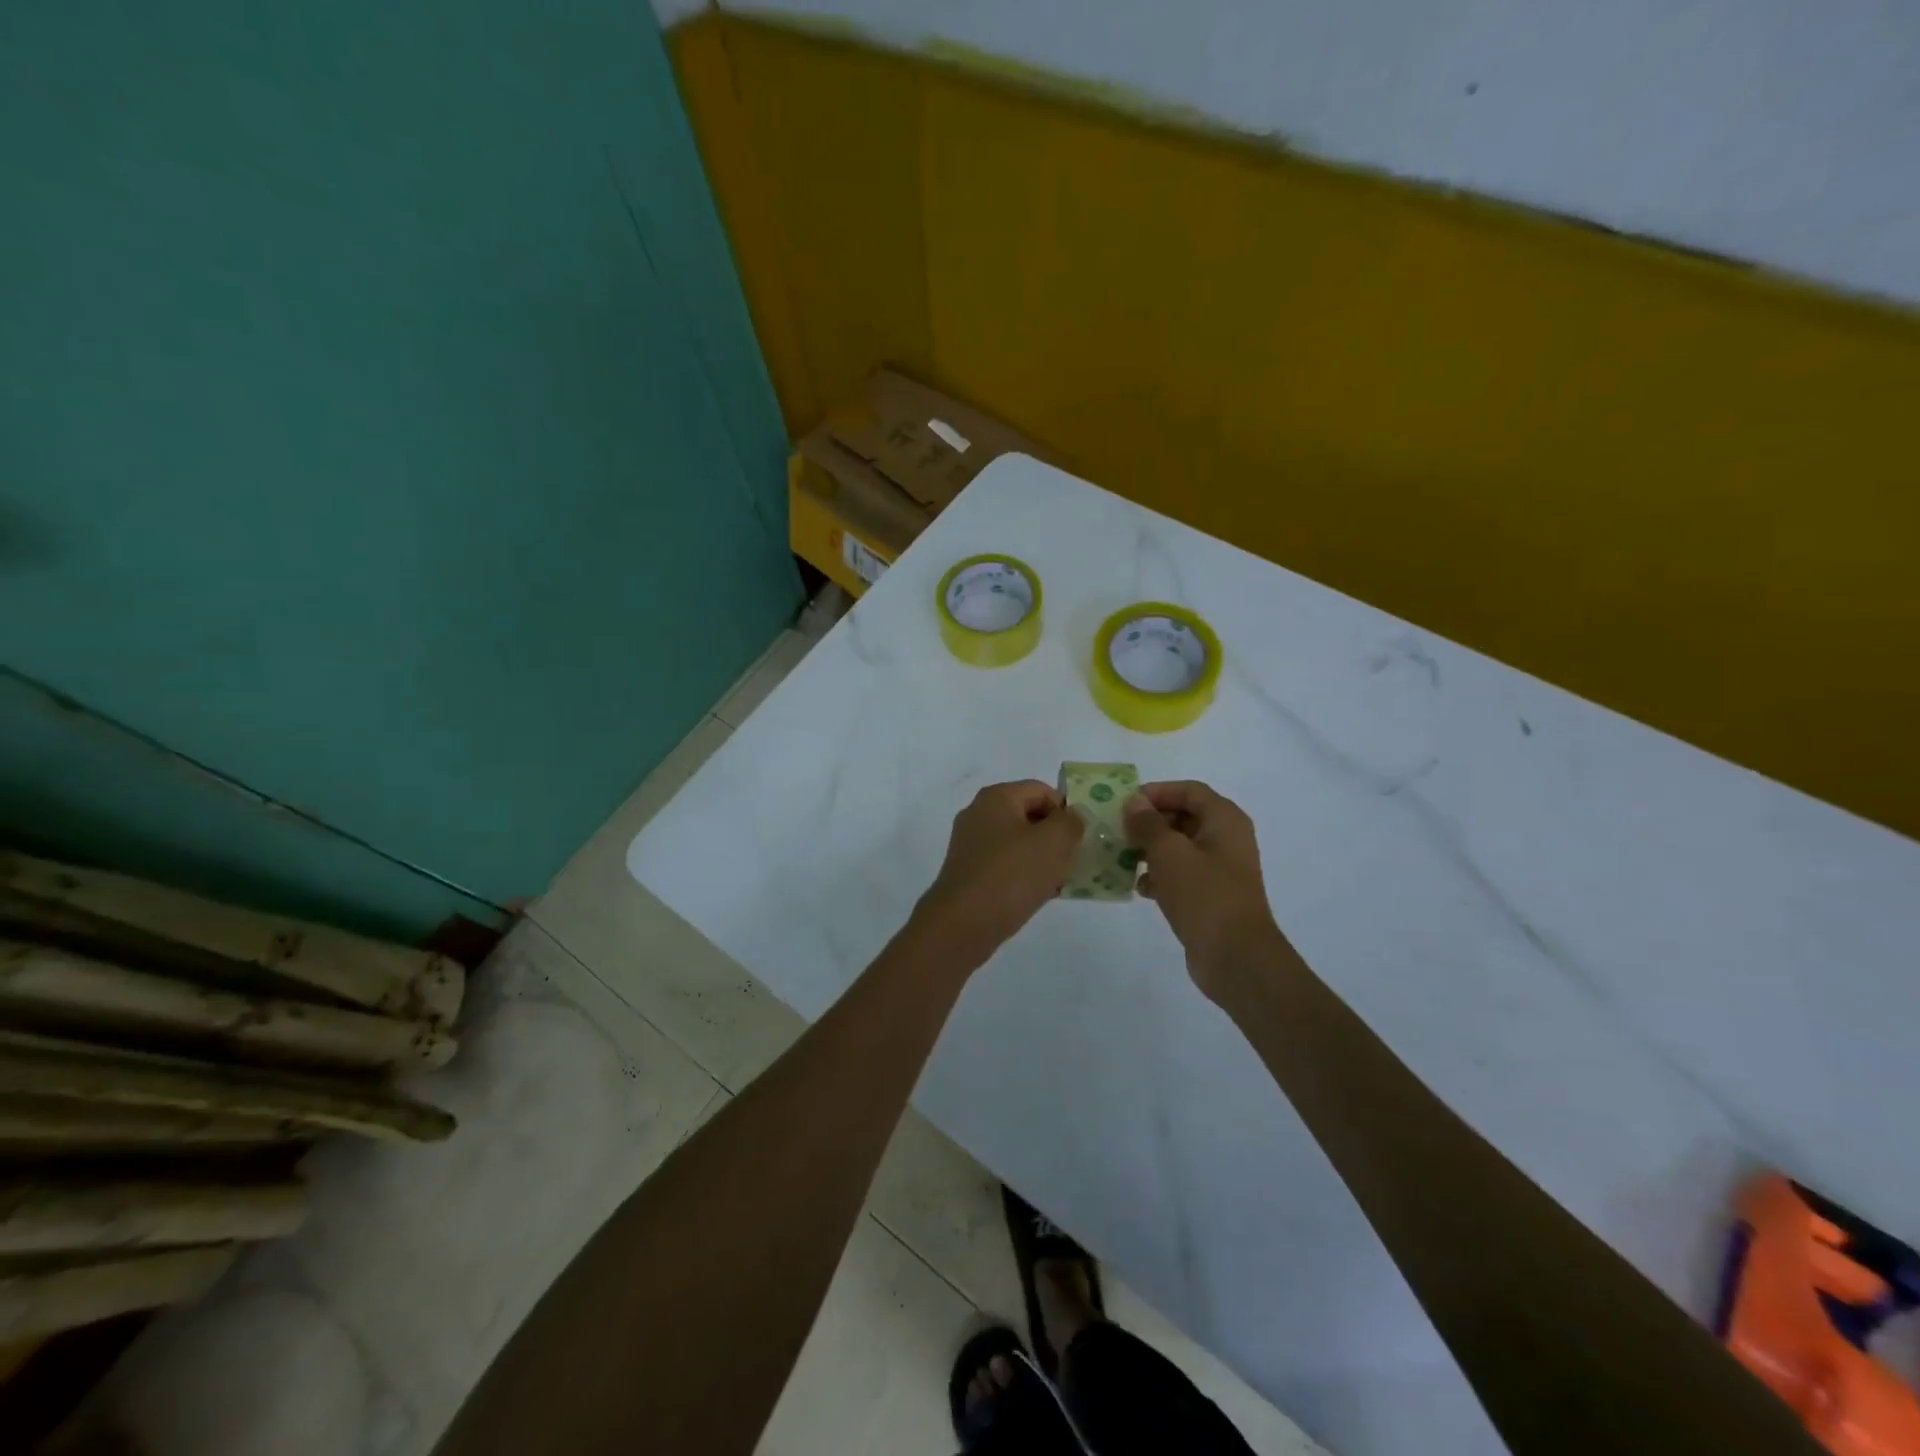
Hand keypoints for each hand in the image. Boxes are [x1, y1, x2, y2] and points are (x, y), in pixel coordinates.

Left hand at [912, 780, 1084, 968]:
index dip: (1066, 810)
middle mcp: (979, 814)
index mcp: (997, 797)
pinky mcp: (968, 872)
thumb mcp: (1054, 842)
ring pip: (1018, 843)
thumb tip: (1071, 817)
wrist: (964, 923)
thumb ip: (1071, 822)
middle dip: (1055, 836)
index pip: (1041, 790)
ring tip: (1060, 880)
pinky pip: (1005, 865)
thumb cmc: (1012, 874)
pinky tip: (1039, 895)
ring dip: (1042, 858)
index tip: (1080, 838)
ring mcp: (970, 844)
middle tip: (1074, 860)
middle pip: (1029, 816)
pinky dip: (1024, 875)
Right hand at [1123, 781, 1286, 1004]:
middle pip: (1183, 816)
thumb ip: (1148, 824)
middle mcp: (1226, 839)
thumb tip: (1135, 802)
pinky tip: (1140, 888)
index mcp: (1224, 820)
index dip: (1157, 792)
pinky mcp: (1211, 895)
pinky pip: (1182, 874)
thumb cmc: (1204, 895)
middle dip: (1150, 822)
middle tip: (1119, 831)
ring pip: (1179, 847)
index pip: (1189, 790)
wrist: (1236, 958)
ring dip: (1151, 850)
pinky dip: (1160, 875)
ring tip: (1123, 858)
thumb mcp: (1169, 853)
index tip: (1126, 804)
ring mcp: (1220, 869)